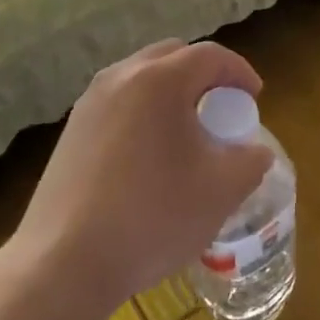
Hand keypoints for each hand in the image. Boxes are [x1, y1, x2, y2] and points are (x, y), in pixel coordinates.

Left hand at [7, 39, 272, 319]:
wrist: (64, 263)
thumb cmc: (152, 217)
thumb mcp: (222, 190)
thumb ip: (251, 161)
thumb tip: (255, 151)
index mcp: (160, 81)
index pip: (210, 55)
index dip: (240, 72)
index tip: (254, 99)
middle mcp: (120, 78)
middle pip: (172, 56)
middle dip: (204, 76)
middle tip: (222, 111)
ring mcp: (89, 103)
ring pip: (141, 78)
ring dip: (171, 93)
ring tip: (187, 134)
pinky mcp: (71, 131)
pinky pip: (119, 103)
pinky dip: (144, 112)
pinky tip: (150, 157)